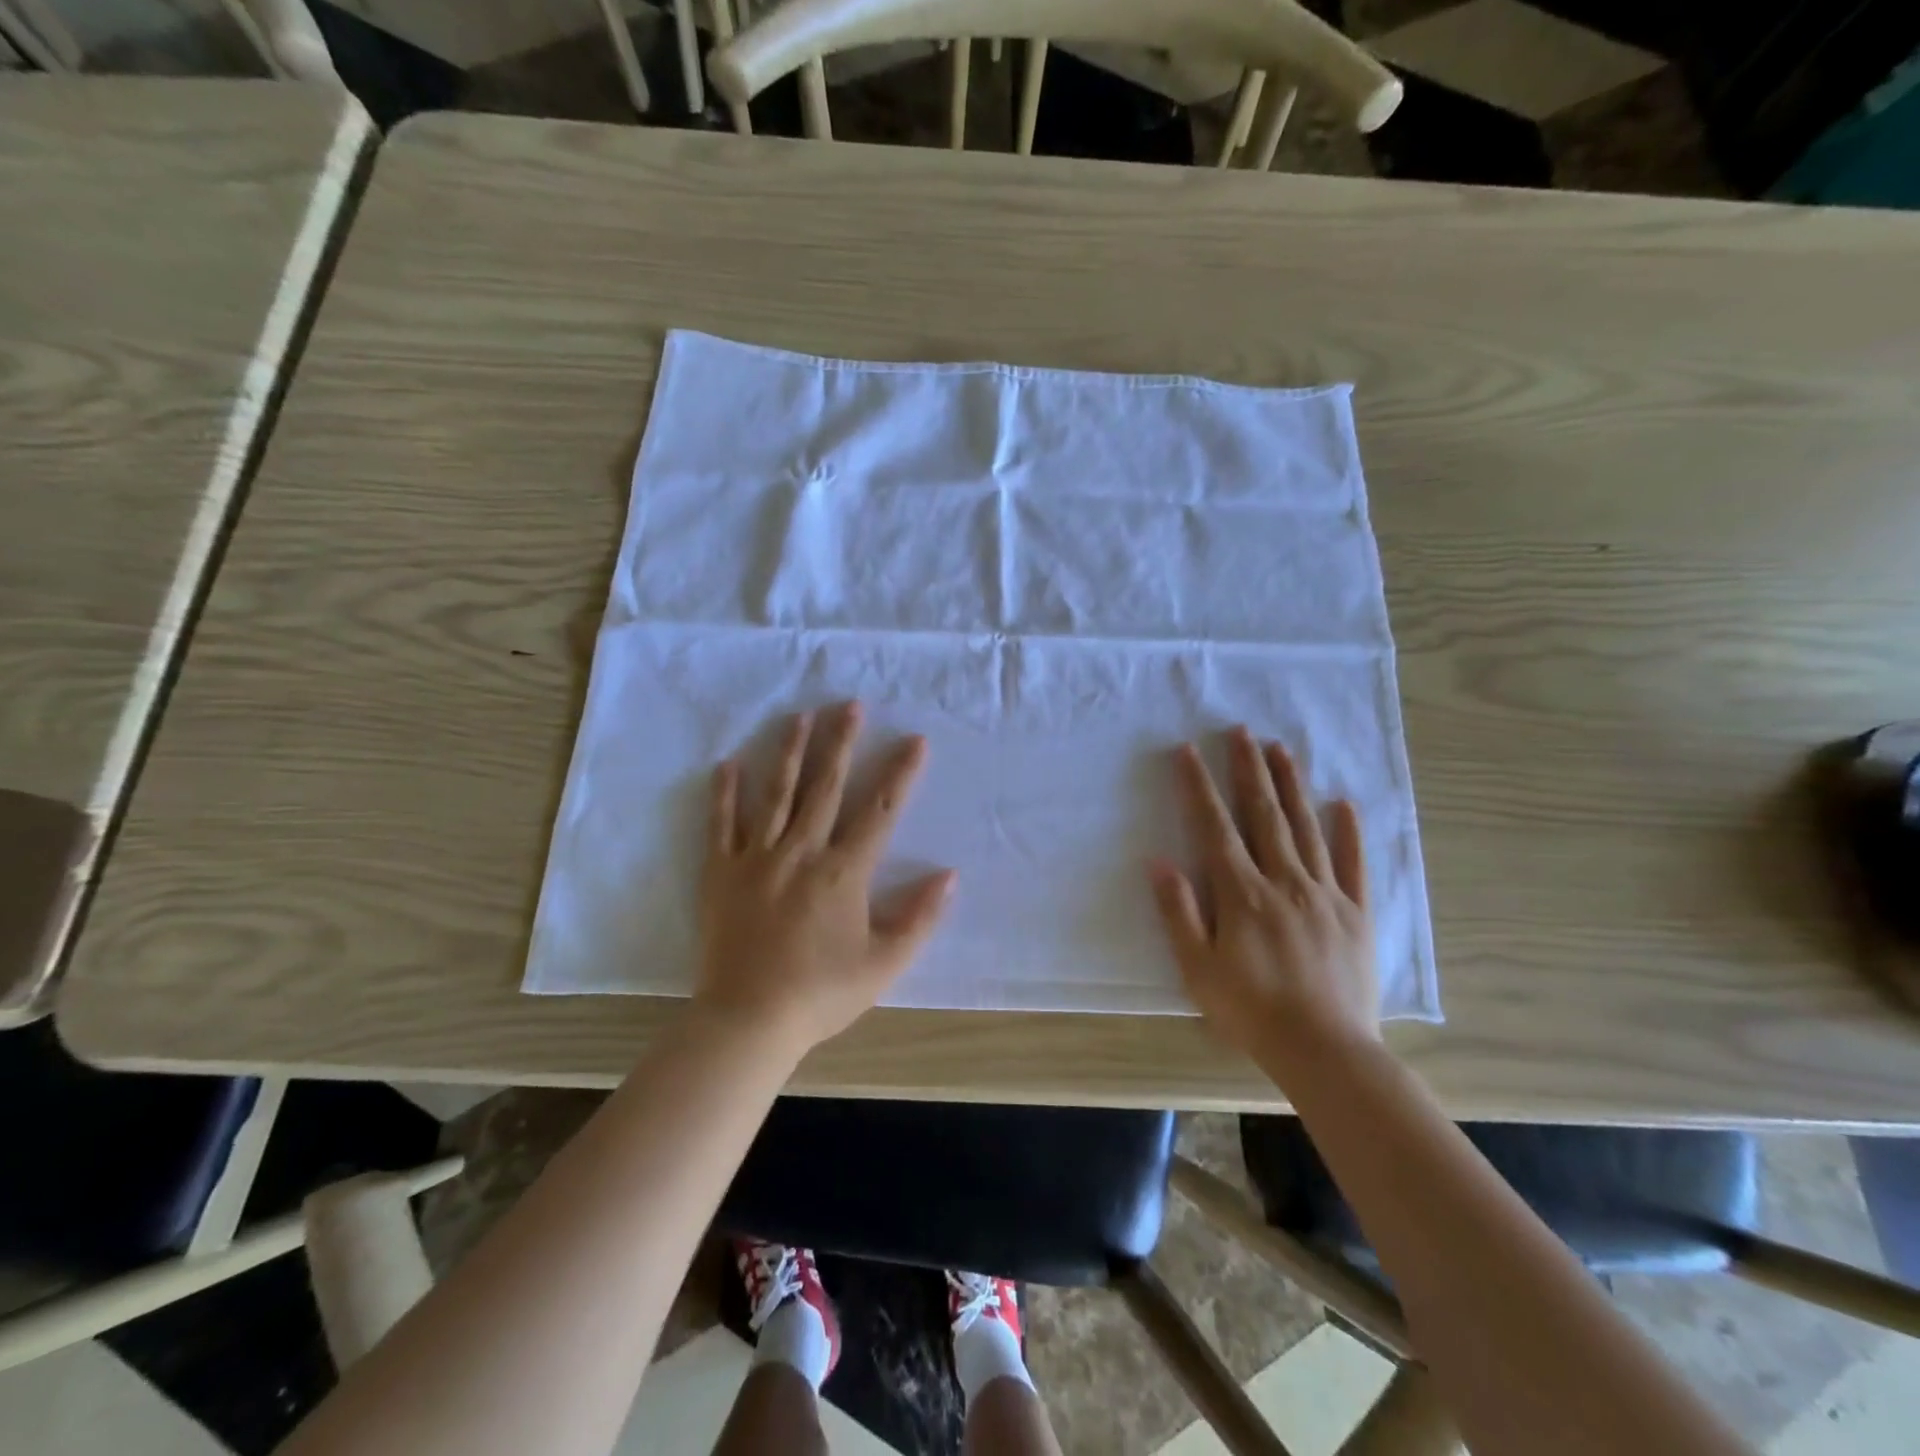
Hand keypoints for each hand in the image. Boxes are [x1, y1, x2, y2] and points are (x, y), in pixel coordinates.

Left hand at [695, 702, 954, 1052]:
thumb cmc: (821, 993)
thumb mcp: (885, 963)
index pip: (879, 811)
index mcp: (843, 872)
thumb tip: (950, 875)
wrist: (748, 1021)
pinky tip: (728, 764)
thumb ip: (920, 917)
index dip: (900, 774)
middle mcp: (801, 852)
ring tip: (798, 717)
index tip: (914, 740)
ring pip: (775, 794)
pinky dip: (724, 794)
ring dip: (789, 753)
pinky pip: (721, 825)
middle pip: (824, 787)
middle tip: (849, 705)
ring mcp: (757, 858)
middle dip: (840, 743)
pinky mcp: (721, 873)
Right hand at [1148, 726, 1380, 1066]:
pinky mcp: (1356, 913)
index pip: (1216, 828)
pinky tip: (1343, 804)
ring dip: (1292, 785)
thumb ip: (1178, 912)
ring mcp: (1325, 894)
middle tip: (1242, 730)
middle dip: (1249, 769)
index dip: (1199, 787)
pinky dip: (1349, 832)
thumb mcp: (1197, 968)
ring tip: (1282, 749)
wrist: (1326, 1051)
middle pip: (1264, 815)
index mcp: (1242, 894)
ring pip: (1306, 828)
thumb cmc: (1251, 1011)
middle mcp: (1284, 881)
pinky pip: (1353, 865)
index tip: (1189, 751)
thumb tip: (1158, 861)